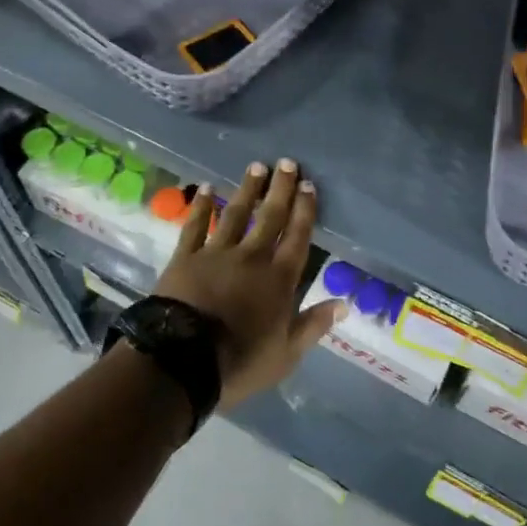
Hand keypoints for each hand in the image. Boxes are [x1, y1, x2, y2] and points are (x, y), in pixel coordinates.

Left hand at [154, 158, 341, 409]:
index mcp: (279, 279)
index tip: (308, 185)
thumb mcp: (286, 354)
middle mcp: (252, 257)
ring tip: (256, 167)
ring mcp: (217, 253)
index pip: (297, 237)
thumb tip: (344, 304)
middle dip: (280, 189)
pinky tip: (205, 188)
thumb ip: (313, 325)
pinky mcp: (186, 258)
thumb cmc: (239, 362)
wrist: (182, 361)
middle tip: (287, 163)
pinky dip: (200, 207)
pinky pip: (194, 226)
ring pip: (236, 214)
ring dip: (247, 190)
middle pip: (270, 217)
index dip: (305, 210)